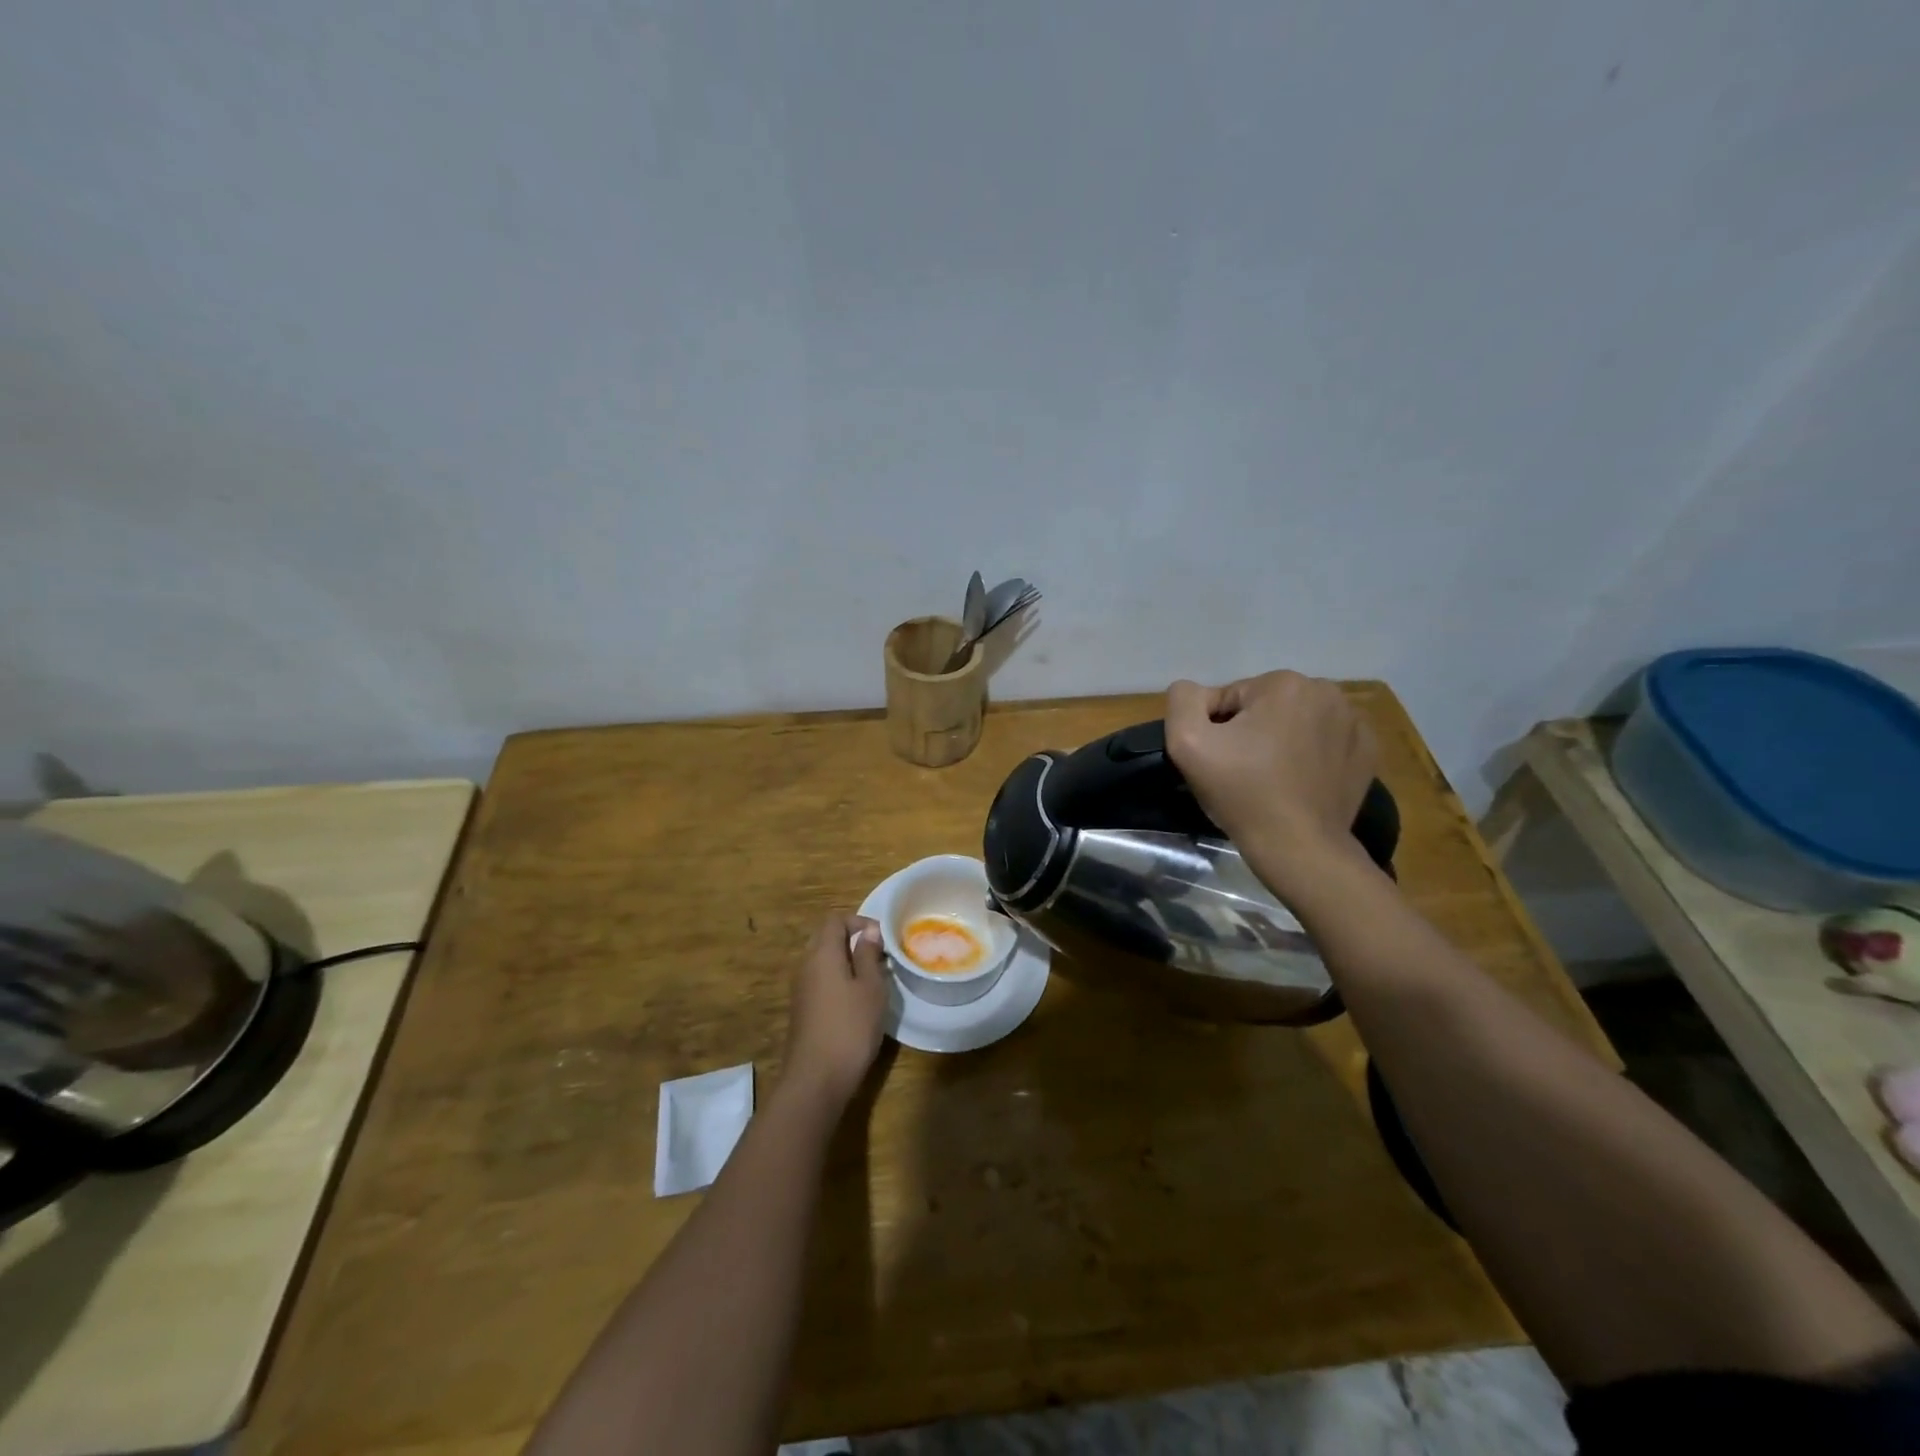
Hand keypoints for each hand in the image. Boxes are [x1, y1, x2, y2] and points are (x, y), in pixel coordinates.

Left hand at [781, 913, 888, 1108]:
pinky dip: (838, 979)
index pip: (835, 920)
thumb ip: (868, 955)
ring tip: (872, 977)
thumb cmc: (850, 1027)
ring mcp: (801, 989)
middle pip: (825, 938)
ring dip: (846, 961)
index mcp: (822, 954)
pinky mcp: (802, 1009)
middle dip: (852, 940)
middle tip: (878, 955)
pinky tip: (856, 1000)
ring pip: (822, 960)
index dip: (859, 921)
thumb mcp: (870, 988)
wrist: (816, 1079)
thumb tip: (868, 930)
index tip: (882, 937)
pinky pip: (820, 980)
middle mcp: (806, 965)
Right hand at [1165, 671, 1377, 895]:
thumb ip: (1184, 700)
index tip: (1219, 761)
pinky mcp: (1367, 751)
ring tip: (1272, 779)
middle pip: (1266, 706)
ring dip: (1280, 741)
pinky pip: (1326, 741)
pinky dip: (1311, 755)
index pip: (1231, 697)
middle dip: (1250, 731)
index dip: (1216, 729)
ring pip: (1296, 722)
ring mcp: (1354, 722)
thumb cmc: (1242, 792)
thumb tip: (1196, 692)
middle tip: (1242, 771)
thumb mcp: (1187, 742)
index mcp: (1284, 683)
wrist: (1298, 846)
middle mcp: (1326, 691)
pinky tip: (1300, 782)